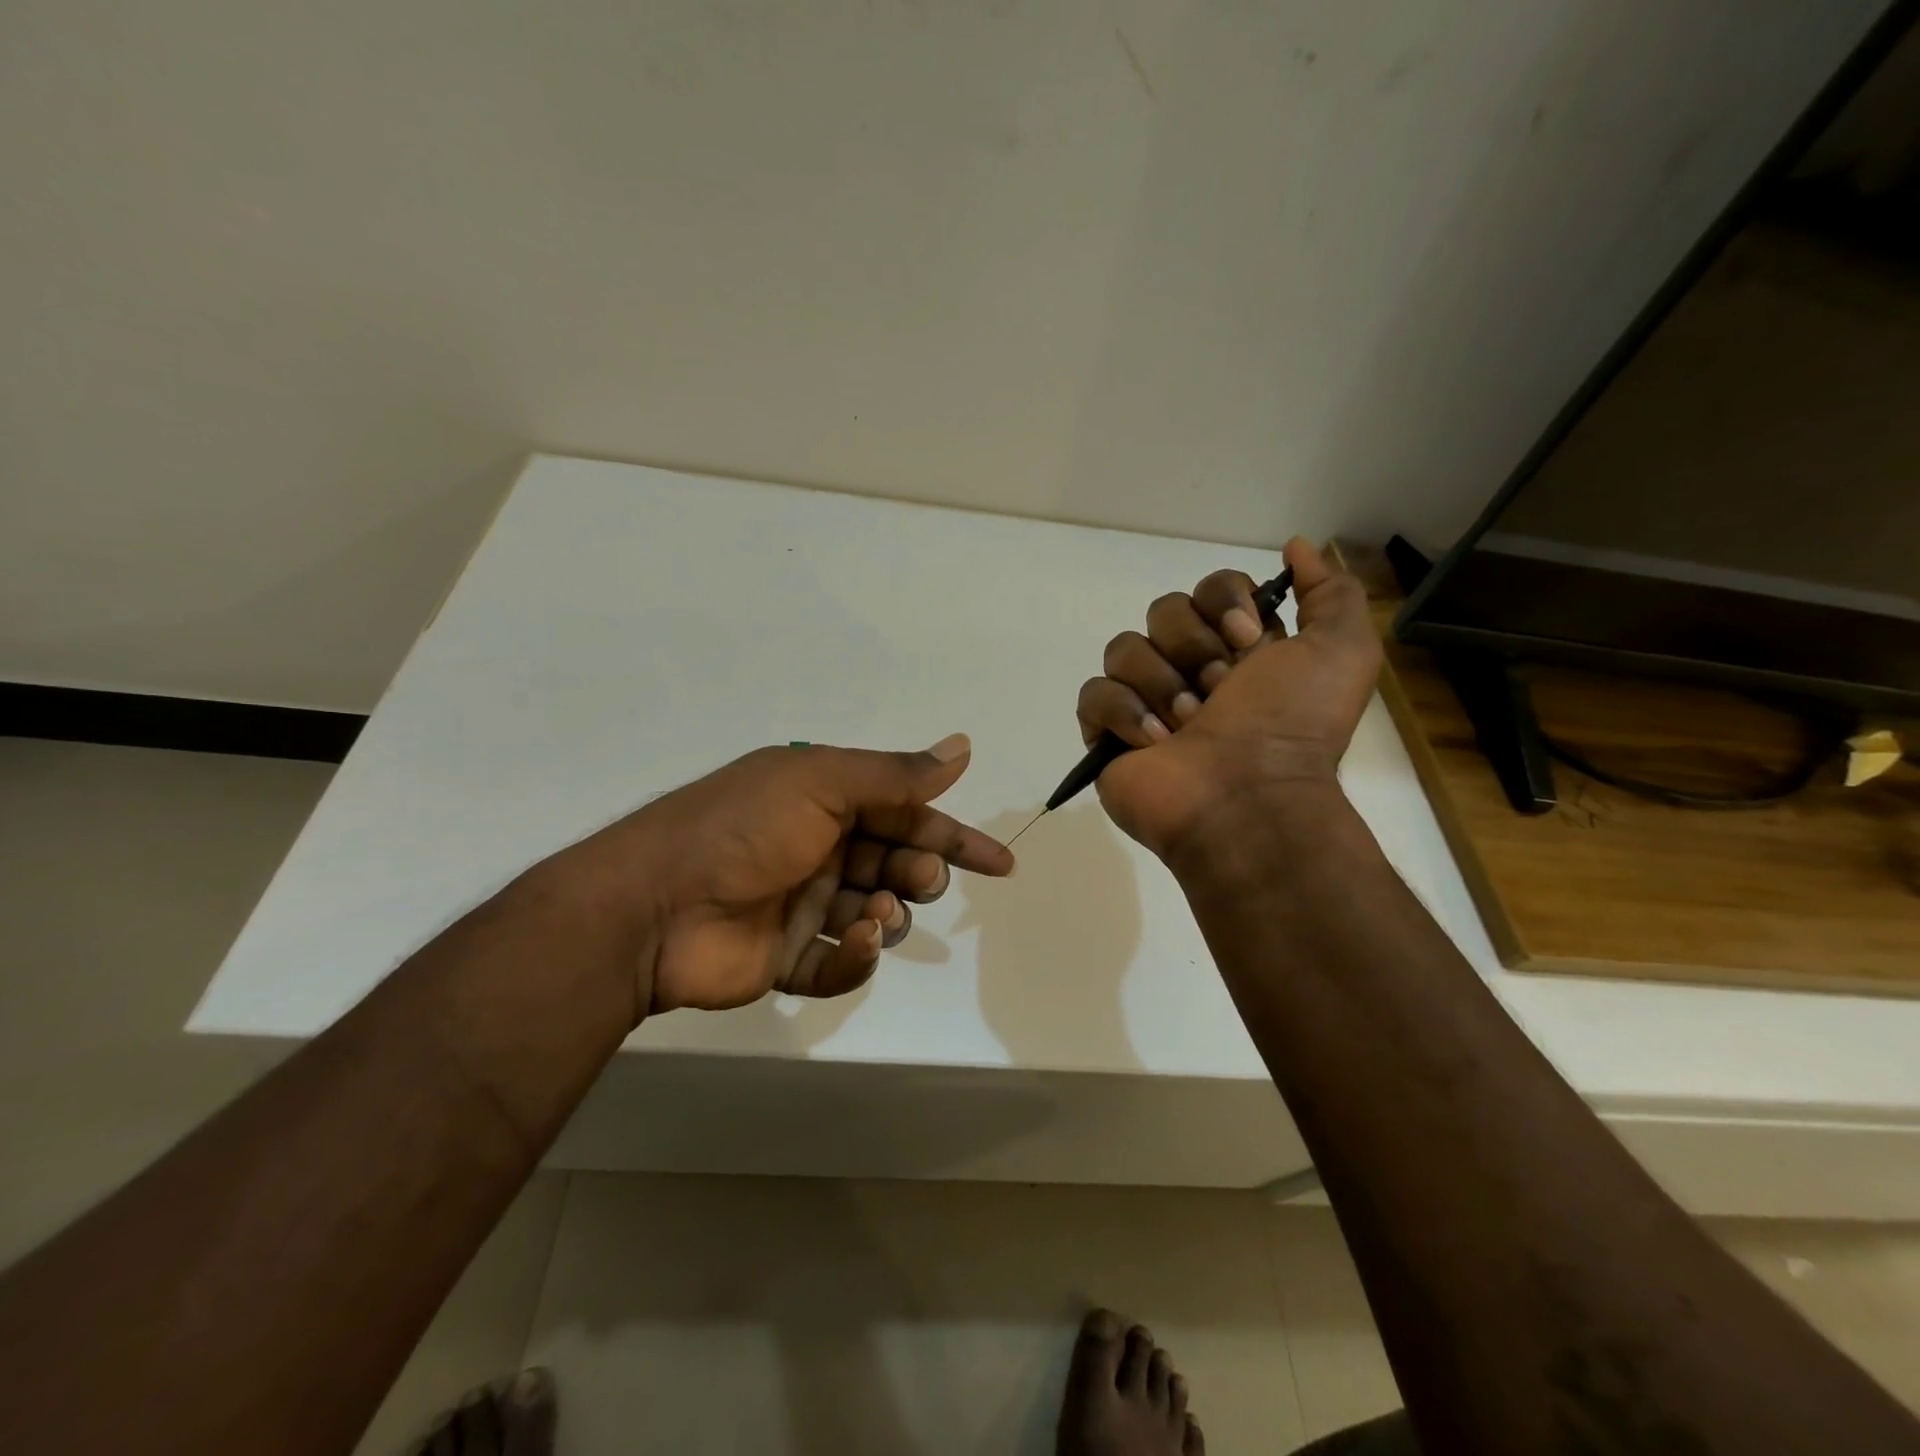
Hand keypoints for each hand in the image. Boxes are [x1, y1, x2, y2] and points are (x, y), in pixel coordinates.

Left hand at [552, 734, 1012, 1017]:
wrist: (653, 907)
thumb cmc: (745, 829)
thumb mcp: (822, 782)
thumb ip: (895, 774)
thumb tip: (963, 747)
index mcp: (825, 801)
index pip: (905, 813)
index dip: (954, 836)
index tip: (999, 863)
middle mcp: (818, 848)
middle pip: (894, 864)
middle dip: (919, 874)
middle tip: (918, 882)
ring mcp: (802, 904)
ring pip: (874, 913)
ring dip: (889, 913)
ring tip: (876, 914)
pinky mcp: (786, 957)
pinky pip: (839, 963)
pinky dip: (855, 958)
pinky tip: (851, 944)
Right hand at [1076, 538, 1380, 858]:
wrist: (1248, 800)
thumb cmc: (1293, 726)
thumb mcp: (1343, 651)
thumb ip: (1330, 592)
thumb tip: (1298, 545)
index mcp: (1238, 648)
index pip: (1209, 588)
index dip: (1222, 601)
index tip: (1246, 637)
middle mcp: (1190, 668)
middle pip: (1163, 611)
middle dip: (1192, 647)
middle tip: (1219, 691)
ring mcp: (1145, 700)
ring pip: (1124, 649)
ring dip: (1161, 684)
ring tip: (1186, 726)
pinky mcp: (1107, 733)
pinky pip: (1094, 694)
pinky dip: (1123, 713)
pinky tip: (1152, 742)